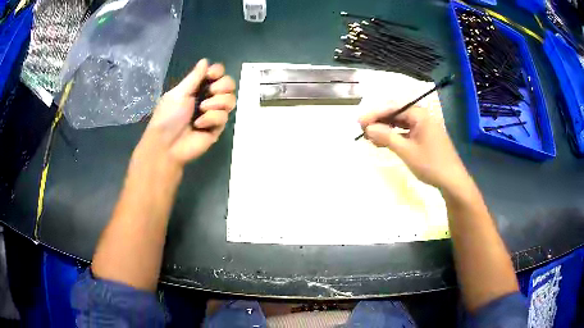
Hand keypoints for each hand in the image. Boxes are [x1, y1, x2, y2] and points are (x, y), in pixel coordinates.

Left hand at [138, 59, 235, 166]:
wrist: (167, 144)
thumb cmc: (168, 116)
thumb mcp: (179, 93)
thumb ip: (194, 77)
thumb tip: (205, 60)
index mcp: (197, 87)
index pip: (217, 73)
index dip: (218, 71)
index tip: (211, 75)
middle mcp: (208, 98)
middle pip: (229, 84)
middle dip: (222, 86)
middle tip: (210, 92)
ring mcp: (214, 113)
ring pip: (231, 99)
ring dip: (217, 103)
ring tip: (202, 110)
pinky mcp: (217, 128)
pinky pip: (224, 117)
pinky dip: (211, 119)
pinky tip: (199, 125)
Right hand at [359, 104, 468, 190]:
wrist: (453, 181)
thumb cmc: (431, 164)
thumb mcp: (406, 151)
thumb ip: (387, 137)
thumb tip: (368, 128)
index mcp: (420, 114)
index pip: (393, 108)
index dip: (374, 114)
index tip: (359, 122)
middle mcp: (422, 116)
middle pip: (396, 113)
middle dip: (379, 121)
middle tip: (363, 130)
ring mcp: (425, 127)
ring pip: (400, 123)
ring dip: (386, 129)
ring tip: (370, 137)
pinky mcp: (425, 137)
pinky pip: (407, 132)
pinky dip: (395, 136)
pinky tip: (384, 142)